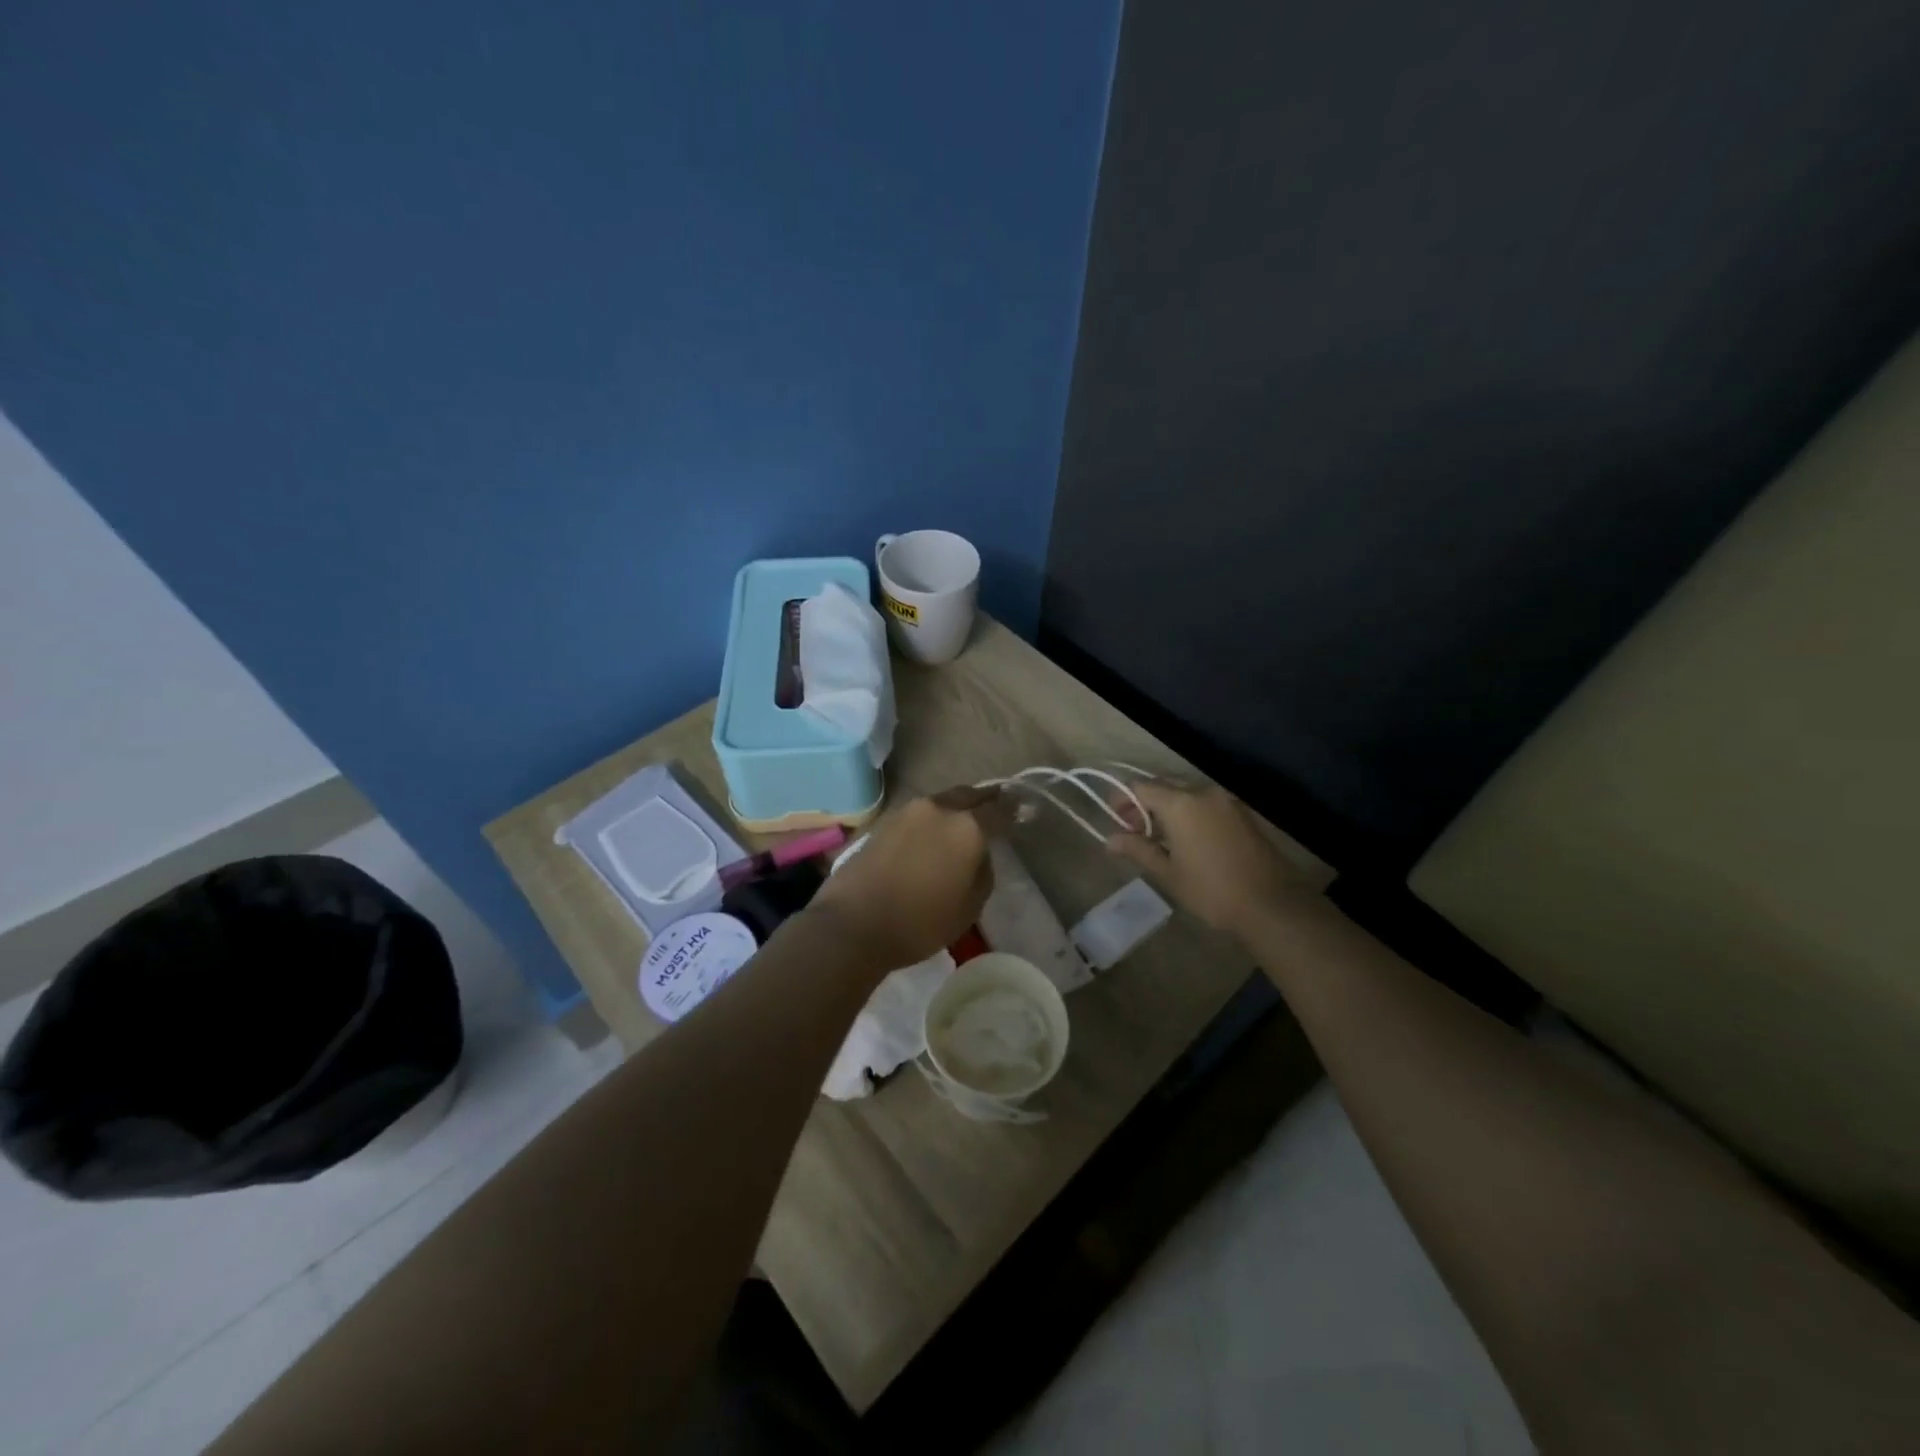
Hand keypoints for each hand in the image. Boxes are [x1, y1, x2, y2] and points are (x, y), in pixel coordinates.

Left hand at [807, 786, 1011, 975]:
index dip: (1015, 811)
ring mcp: (908, 811)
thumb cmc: (920, 922)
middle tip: (998, 806)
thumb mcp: (969, 907)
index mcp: (967, 827)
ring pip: (943, 802)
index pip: (999, 810)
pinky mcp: (885, 821)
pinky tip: (934, 834)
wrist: (853, 923)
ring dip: (957, 808)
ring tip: (965, 822)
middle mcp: (939, 808)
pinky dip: (933, 819)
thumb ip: (983, 872)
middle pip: (970, 795)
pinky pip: (920, 814)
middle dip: (986, 800)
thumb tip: (979, 854)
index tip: (1024, 811)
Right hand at [1105, 781, 1313, 935]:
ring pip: (1187, 793)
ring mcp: (1226, 801)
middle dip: (1145, 803)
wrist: (1273, 905)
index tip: (1116, 821)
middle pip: (1165, 785)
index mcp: (1181, 803)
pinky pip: (1206, 804)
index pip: (1142, 786)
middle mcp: (1203, 793)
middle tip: (1134, 830)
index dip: (1124, 800)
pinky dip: (1190, 813)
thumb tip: (1110, 840)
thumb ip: (1139, 850)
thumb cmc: (1212, 890)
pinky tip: (1188, 839)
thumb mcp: (1169, 873)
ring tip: (1160, 838)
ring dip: (1168, 808)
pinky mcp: (1242, 813)